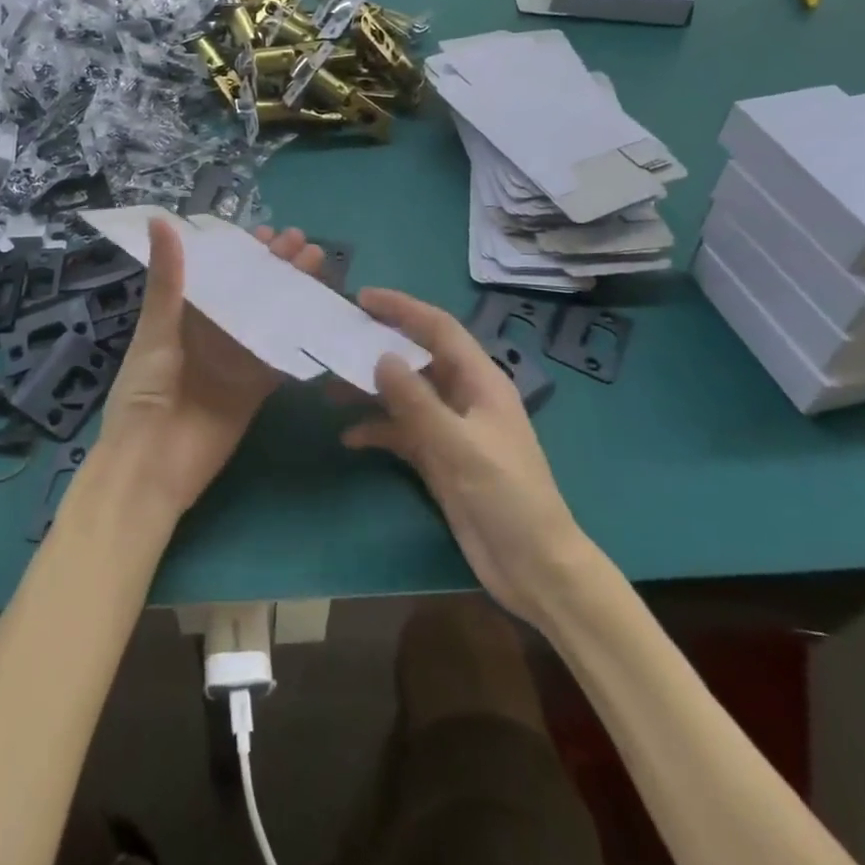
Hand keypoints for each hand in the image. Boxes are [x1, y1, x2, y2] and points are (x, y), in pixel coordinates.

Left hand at [92, 217, 324, 525]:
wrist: (151, 466)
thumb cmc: (143, 392)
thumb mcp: (156, 330)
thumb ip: (167, 279)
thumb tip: (161, 219)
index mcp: (182, 316)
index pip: (216, 274)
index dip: (240, 253)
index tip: (266, 231)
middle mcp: (211, 334)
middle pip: (248, 293)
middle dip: (274, 268)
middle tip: (302, 242)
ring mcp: (235, 361)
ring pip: (269, 318)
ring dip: (291, 293)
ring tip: (317, 265)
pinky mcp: (254, 388)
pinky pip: (279, 357)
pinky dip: (298, 336)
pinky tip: (320, 311)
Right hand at [343, 289, 586, 625]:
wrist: (533, 567)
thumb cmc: (506, 496)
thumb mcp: (460, 446)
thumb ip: (417, 401)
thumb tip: (381, 357)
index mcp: (480, 381)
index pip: (439, 329)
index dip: (403, 308)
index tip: (363, 297)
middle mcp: (464, 396)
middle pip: (417, 358)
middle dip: (379, 345)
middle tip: (337, 336)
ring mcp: (450, 429)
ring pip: (405, 395)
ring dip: (371, 390)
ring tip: (331, 386)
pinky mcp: (439, 458)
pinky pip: (401, 432)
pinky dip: (377, 430)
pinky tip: (349, 437)